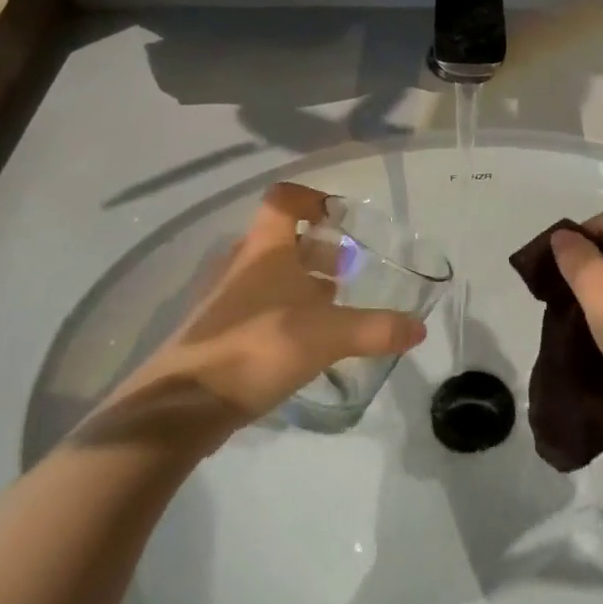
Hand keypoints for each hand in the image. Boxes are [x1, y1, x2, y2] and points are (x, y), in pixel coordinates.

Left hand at [88, 183, 426, 454]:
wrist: (183, 405)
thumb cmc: (258, 346)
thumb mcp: (328, 335)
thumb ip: (376, 329)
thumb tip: (419, 328)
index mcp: (266, 248)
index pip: (284, 199)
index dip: (313, 198)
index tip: (342, 217)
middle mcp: (242, 265)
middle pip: (282, 239)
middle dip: (319, 249)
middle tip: (348, 270)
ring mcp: (225, 299)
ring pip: (270, 275)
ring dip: (302, 283)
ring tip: (333, 308)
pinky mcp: (217, 333)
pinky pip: (258, 307)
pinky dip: (284, 312)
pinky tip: (305, 343)